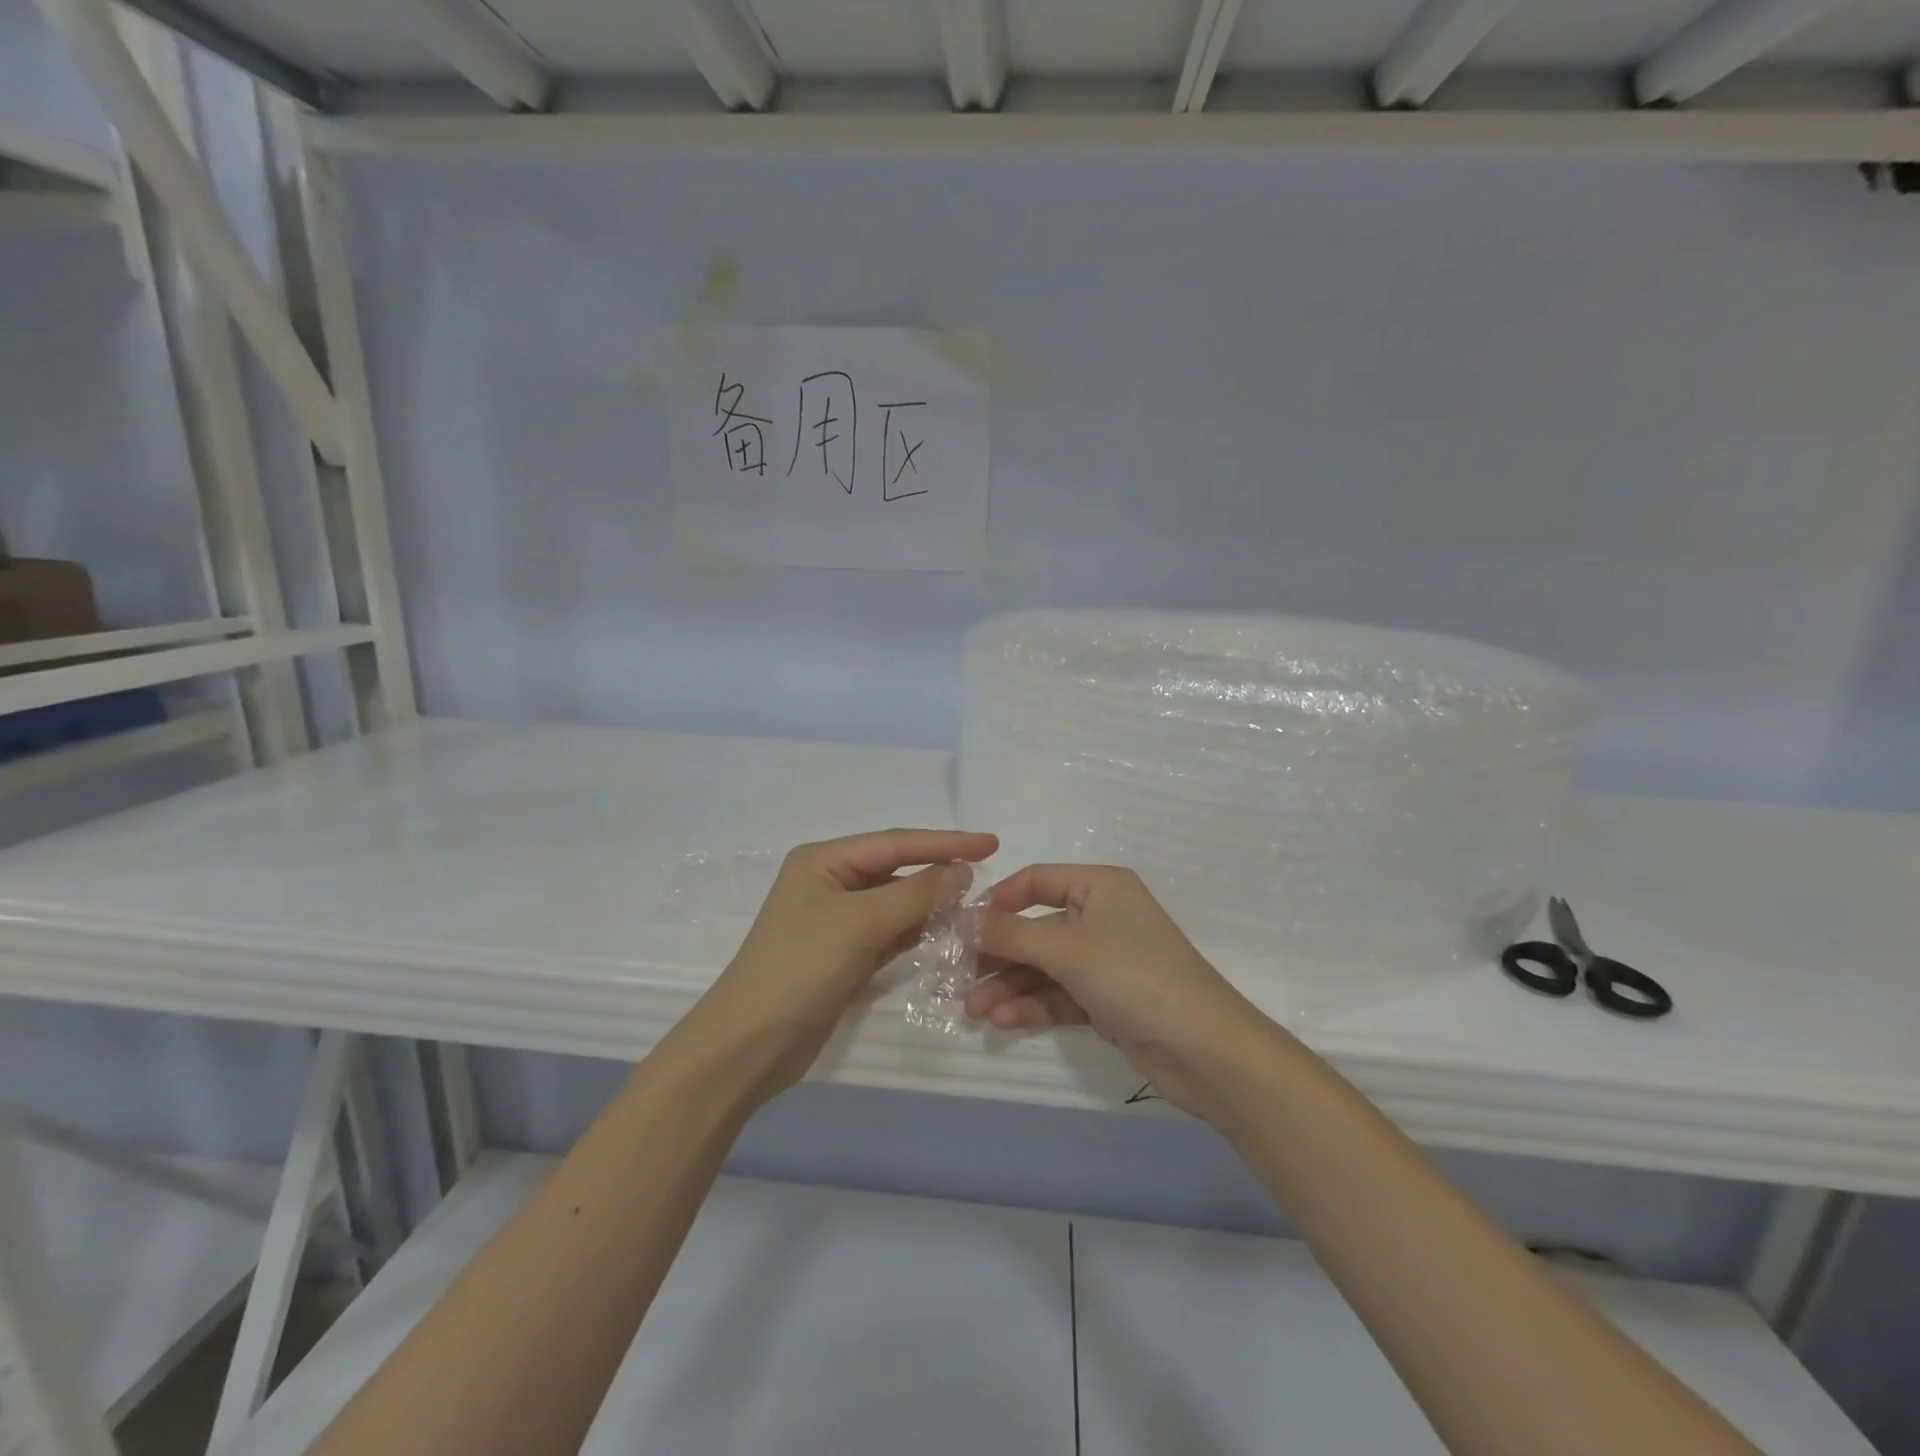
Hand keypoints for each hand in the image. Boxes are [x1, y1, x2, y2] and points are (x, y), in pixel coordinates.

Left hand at [683, 828, 997, 1103]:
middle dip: (939, 872)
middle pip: (897, 870)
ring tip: (976, 905)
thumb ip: (915, 894)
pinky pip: (892, 932)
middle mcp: (831, 882)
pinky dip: (919, 931)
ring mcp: (838, 920)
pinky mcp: (847, 954)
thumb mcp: (860, 924)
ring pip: (897, 902)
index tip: (991, 843)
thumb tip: (962, 871)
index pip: (895, 843)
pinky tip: (949, 932)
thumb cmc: (799, 969)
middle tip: (989, 876)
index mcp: (824, 861)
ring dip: (933, 904)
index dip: (945, 842)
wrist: (750, 1045)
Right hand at [965, 865, 1268, 1114]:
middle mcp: (1101, 917)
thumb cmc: (1134, 977)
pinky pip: (1059, 995)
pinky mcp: (1107, 1000)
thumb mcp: (1066, 949)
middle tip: (956, 977)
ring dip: (1008, 985)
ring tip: (972, 1009)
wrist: (1204, 1051)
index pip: (1036, 881)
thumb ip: (1009, 934)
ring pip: (1043, 966)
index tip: (960, 926)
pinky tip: (1001, 1021)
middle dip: (997, 954)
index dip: (997, 900)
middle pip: (1035, 928)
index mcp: (1100, 887)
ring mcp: (1105, 961)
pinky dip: (1031, 1005)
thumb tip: (959, 919)